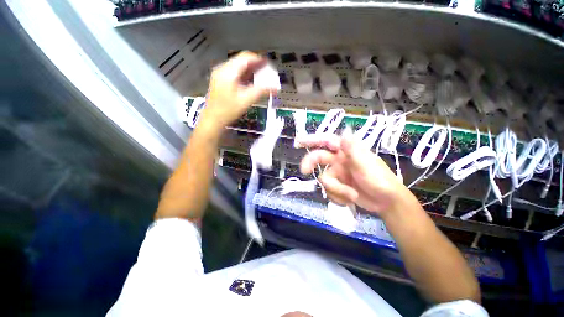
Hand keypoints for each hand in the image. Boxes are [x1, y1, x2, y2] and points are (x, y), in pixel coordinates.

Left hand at [201, 51, 272, 131]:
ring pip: (238, 67)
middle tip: (267, 72)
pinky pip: (235, 74)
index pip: (245, 58)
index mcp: (228, 72)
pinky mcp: (220, 81)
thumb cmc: (228, 111)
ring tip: (261, 77)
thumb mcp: (246, 100)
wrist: (213, 120)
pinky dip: (244, 76)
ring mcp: (220, 75)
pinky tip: (251, 83)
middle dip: (255, 66)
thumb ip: (261, 91)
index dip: (258, 59)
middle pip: (242, 61)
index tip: (268, 64)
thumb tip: (275, 88)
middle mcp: (223, 70)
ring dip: (251, 71)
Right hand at [299, 133, 414, 215]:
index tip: (298, 142)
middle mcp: (339, 161)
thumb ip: (353, 149)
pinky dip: (338, 197)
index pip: (327, 141)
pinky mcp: (338, 187)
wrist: (387, 203)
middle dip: (310, 164)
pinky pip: (329, 191)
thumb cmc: (380, 180)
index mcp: (346, 151)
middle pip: (318, 158)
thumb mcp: (367, 164)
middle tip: (304, 171)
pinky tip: (349, 200)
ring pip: (324, 180)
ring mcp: (338, 174)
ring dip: (336, 190)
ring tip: (351, 195)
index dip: (312, 139)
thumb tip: (344, 131)